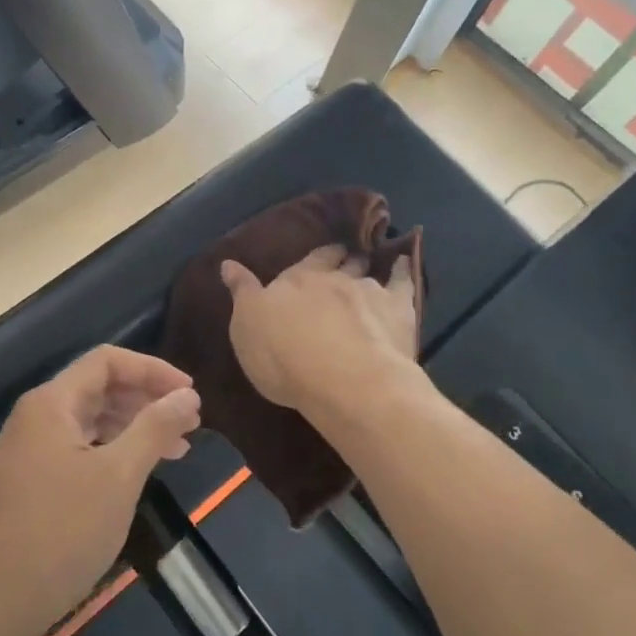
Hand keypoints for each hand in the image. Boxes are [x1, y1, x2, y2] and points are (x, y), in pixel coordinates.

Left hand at [0, 346, 199, 635]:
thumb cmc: (61, 532)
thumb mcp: (118, 476)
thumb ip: (154, 427)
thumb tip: (187, 394)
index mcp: (52, 403)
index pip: (107, 362)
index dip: (153, 370)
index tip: (190, 393)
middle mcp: (37, 417)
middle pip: (99, 388)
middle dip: (147, 399)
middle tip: (190, 422)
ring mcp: (31, 450)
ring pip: (91, 421)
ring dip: (134, 427)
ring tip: (176, 448)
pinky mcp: (32, 481)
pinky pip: (80, 448)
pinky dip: (114, 452)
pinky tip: (139, 472)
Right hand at [221, 245, 420, 423]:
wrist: (343, 380)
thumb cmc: (284, 357)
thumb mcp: (246, 326)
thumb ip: (242, 292)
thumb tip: (228, 262)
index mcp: (296, 280)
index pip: (307, 261)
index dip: (315, 257)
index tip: (321, 254)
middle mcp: (333, 278)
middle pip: (340, 261)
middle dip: (342, 257)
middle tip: (346, 256)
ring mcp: (368, 291)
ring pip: (369, 271)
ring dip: (369, 266)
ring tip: (372, 263)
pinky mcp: (398, 309)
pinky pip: (404, 282)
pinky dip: (405, 270)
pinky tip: (406, 264)